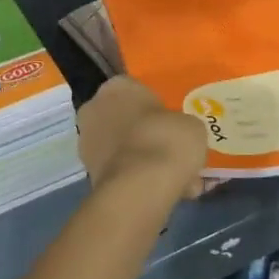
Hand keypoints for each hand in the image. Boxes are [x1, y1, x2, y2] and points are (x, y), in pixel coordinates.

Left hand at [77, 77, 207, 203]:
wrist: (138, 189)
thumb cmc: (165, 141)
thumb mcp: (191, 125)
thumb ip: (181, 125)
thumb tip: (179, 136)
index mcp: (117, 86)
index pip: (139, 90)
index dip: (159, 108)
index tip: (174, 124)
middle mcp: (95, 108)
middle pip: (128, 120)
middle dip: (149, 135)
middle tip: (174, 151)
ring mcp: (87, 142)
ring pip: (125, 148)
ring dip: (145, 160)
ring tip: (177, 179)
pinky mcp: (89, 173)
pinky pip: (121, 171)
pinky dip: (139, 180)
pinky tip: (165, 192)